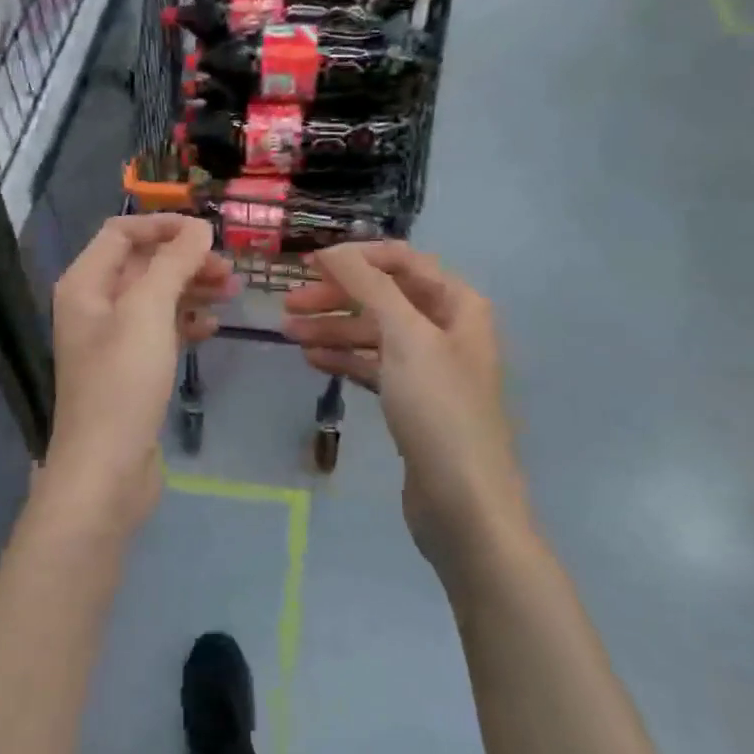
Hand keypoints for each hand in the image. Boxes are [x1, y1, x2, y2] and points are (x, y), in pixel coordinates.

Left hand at [45, 215, 236, 533]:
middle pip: (142, 264)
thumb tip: (199, 228)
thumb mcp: (148, 312)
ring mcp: (112, 339)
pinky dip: (185, 323)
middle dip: (184, 260)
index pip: (122, 232)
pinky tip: (212, 328)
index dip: (163, 226)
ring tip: (232, 293)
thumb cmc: (123, 382)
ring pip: (155, 298)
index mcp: (85, 284)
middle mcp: (93, 305)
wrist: (106, 470)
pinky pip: (160, 331)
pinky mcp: (130, 369)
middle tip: (228, 270)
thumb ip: (173, 263)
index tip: (207, 233)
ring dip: (191, 289)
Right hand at [282, 242, 529, 582]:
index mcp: (457, 304)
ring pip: (374, 333)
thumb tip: (332, 250)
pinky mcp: (413, 402)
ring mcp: (429, 367)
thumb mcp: (405, 336)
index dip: (355, 257)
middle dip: (337, 296)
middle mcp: (446, 328)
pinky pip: (373, 366)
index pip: (401, 261)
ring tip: (289, 333)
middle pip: (384, 297)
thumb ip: (368, 285)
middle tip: (289, 305)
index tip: (308, 264)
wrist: (465, 503)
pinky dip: (344, 359)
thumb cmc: (439, 409)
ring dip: (333, 329)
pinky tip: (312, 360)